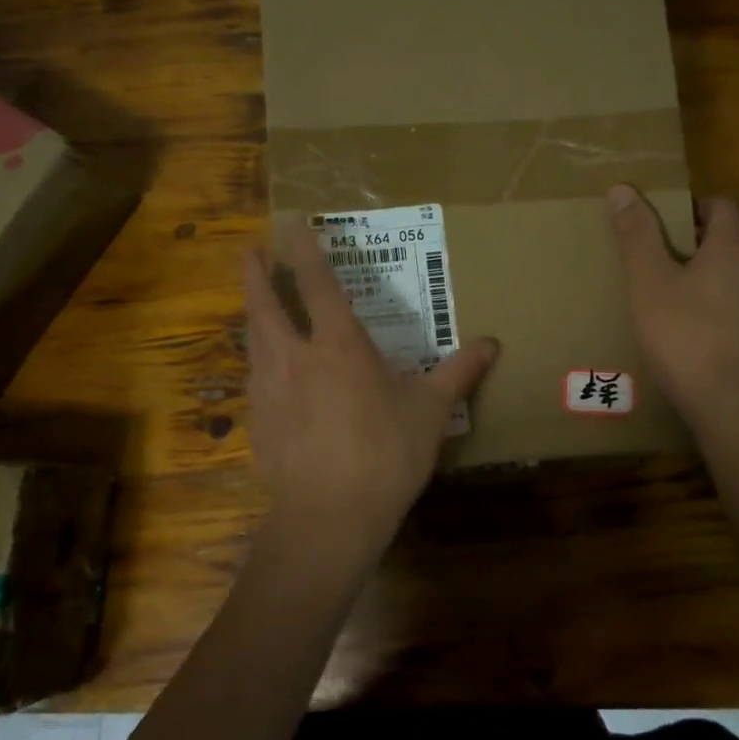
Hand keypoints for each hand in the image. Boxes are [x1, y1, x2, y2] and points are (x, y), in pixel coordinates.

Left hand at [241, 223, 499, 569]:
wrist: (329, 516)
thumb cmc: (386, 454)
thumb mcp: (430, 411)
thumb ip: (458, 373)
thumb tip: (492, 344)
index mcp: (339, 347)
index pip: (318, 285)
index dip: (304, 250)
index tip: (290, 223)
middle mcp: (295, 358)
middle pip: (265, 305)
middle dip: (255, 274)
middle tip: (246, 250)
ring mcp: (269, 391)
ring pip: (253, 340)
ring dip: (253, 316)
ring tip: (253, 307)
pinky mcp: (257, 423)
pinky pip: (253, 380)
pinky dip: (257, 364)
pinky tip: (263, 374)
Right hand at [607, 184, 738, 432]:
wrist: (727, 403)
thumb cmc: (683, 334)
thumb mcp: (648, 282)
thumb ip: (636, 236)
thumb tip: (622, 188)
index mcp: (729, 251)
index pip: (723, 207)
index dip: (696, 203)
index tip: (666, 213)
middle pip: (726, 244)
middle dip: (693, 244)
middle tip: (654, 255)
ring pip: (729, 281)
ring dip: (701, 280)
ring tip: (664, 296)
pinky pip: (731, 313)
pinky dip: (709, 312)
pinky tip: (683, 334)